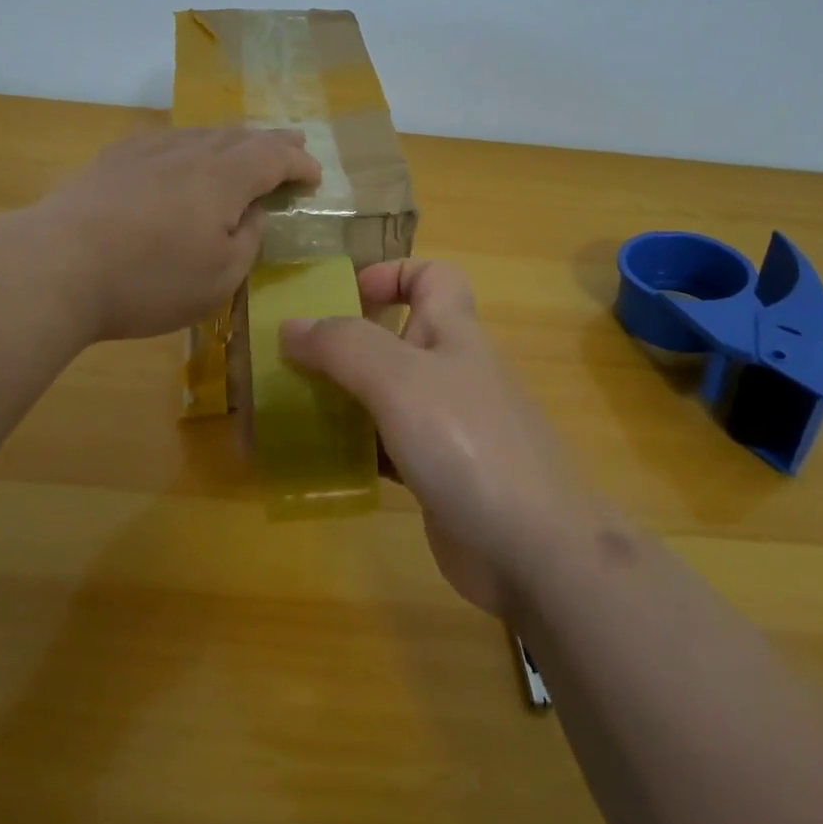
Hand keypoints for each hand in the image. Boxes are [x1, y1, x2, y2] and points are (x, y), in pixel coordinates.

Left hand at [34, 126, 320, 341]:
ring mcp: (147, 150)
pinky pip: (166, 140)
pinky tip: (183, 154)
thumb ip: (248, 241)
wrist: (55, 266)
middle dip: (273, 141)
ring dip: (232, 140)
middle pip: (241, 137)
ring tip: (245, 146)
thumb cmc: (149, 280)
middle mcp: (190, 151)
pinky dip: (191, 145)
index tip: (315, 177)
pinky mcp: (112, 160)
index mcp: (224, 177)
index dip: (299, 164)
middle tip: (294, 143)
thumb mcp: (220, 277)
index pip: (274, 157)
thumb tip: (251, 214)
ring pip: (202, 134)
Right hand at [280, 260, 593, 616]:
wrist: (536, 549)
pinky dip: (353, 448)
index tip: (340, 299)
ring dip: (340, 399)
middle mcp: (451, 371)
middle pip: (396, 338)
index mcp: (453, 332)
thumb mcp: (400, 379)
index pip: (432, 277)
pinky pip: (385, 446)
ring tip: (287, 413)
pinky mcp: (437, 474)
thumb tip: (291, 326)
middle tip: (289, 364)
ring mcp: (447, 426)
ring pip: (384, 396)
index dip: (390, 274)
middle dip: (342, 345)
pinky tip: (318, 462)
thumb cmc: (468, 443)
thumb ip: (343, 346)